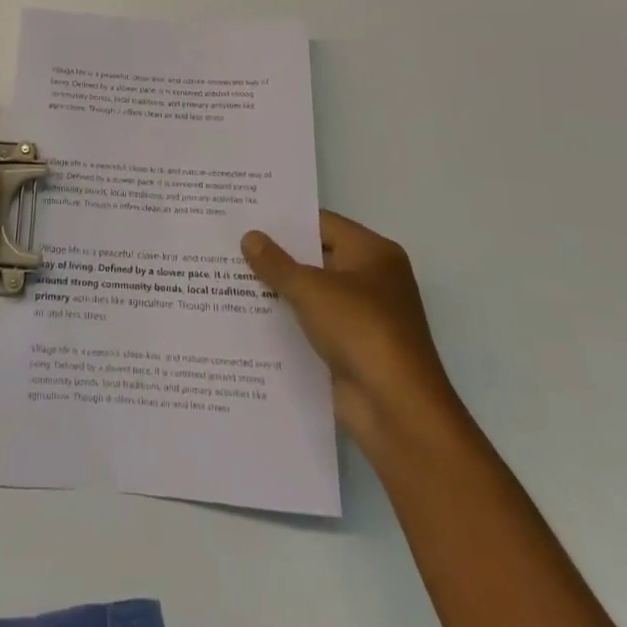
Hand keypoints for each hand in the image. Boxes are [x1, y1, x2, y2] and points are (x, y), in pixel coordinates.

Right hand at [243, 212, 464, 451]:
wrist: (397, 410)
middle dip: (277, 256)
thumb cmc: (360, 330)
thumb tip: (249, 236)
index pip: (322, 223)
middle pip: (317, 258)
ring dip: (279, 291)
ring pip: (312, 294)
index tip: (246, 216)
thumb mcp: (311, 289)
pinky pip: (313, 326)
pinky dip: (288, 323)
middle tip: (231, 244)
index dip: (285, 220)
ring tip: (229, 277)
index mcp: (373, 253)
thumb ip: (276, 263)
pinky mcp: (352, 350)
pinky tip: (249, 318)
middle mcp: (373, 280)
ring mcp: (363, 318)